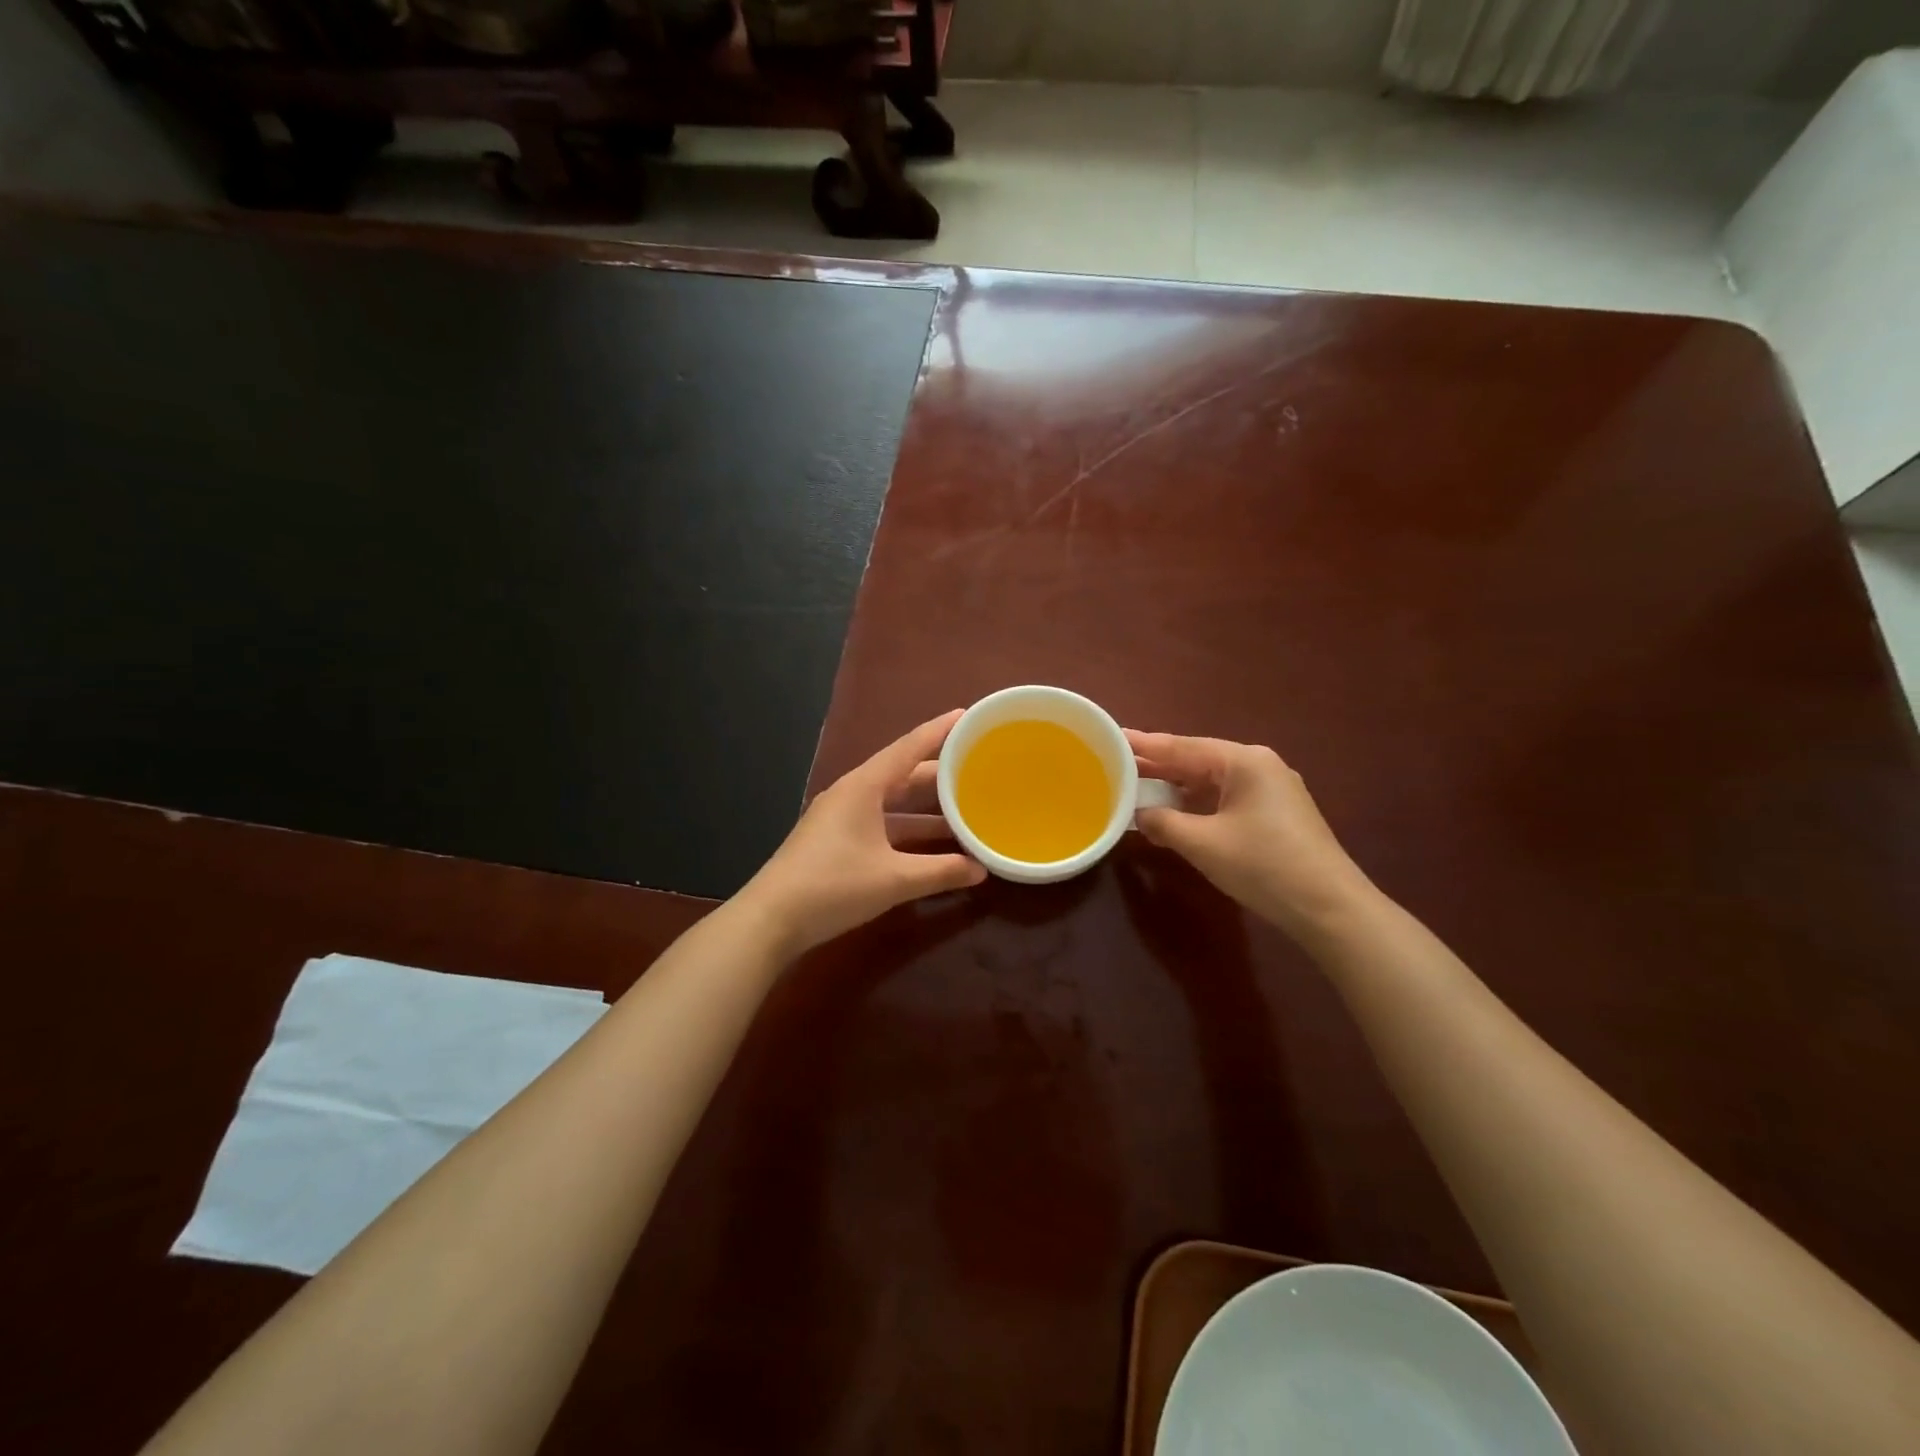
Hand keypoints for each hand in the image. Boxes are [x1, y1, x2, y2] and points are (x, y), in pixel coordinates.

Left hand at [740, 711, 985, 957]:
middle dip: (938, 773)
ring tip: (962, 810)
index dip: (939, 731)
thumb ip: (941, 872)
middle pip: (902, 774)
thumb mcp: (894, 879)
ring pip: (891, 803)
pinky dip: (906, 829)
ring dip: (924, 808)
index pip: (909, 747)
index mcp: (863, 787)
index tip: (967, 714)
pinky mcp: (834, 841)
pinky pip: (880, 822)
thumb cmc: (834, 886)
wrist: (770, 919)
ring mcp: (839, 817)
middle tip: (975, 768)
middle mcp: (851, 794)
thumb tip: (981, 869)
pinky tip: (928, 846)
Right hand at [1127, 730, 1372, 937]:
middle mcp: (1258, 766)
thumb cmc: (1264, 865)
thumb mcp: (1203, 844)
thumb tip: (1140, 814)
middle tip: (1114, 763)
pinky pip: (1224, 798)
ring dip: (1176, 787)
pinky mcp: (1274, 814)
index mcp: (1243, 761)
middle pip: (1197, 760)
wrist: (1329, 908)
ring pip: (1210, 780)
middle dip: (1157, 765)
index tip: (1111, 736)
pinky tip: (1173, 812)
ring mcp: (1270, 790)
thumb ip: (1163, 823)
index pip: (1182, 747)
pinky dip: (1196, 803)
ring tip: (1136, 785)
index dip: (1143, 744)